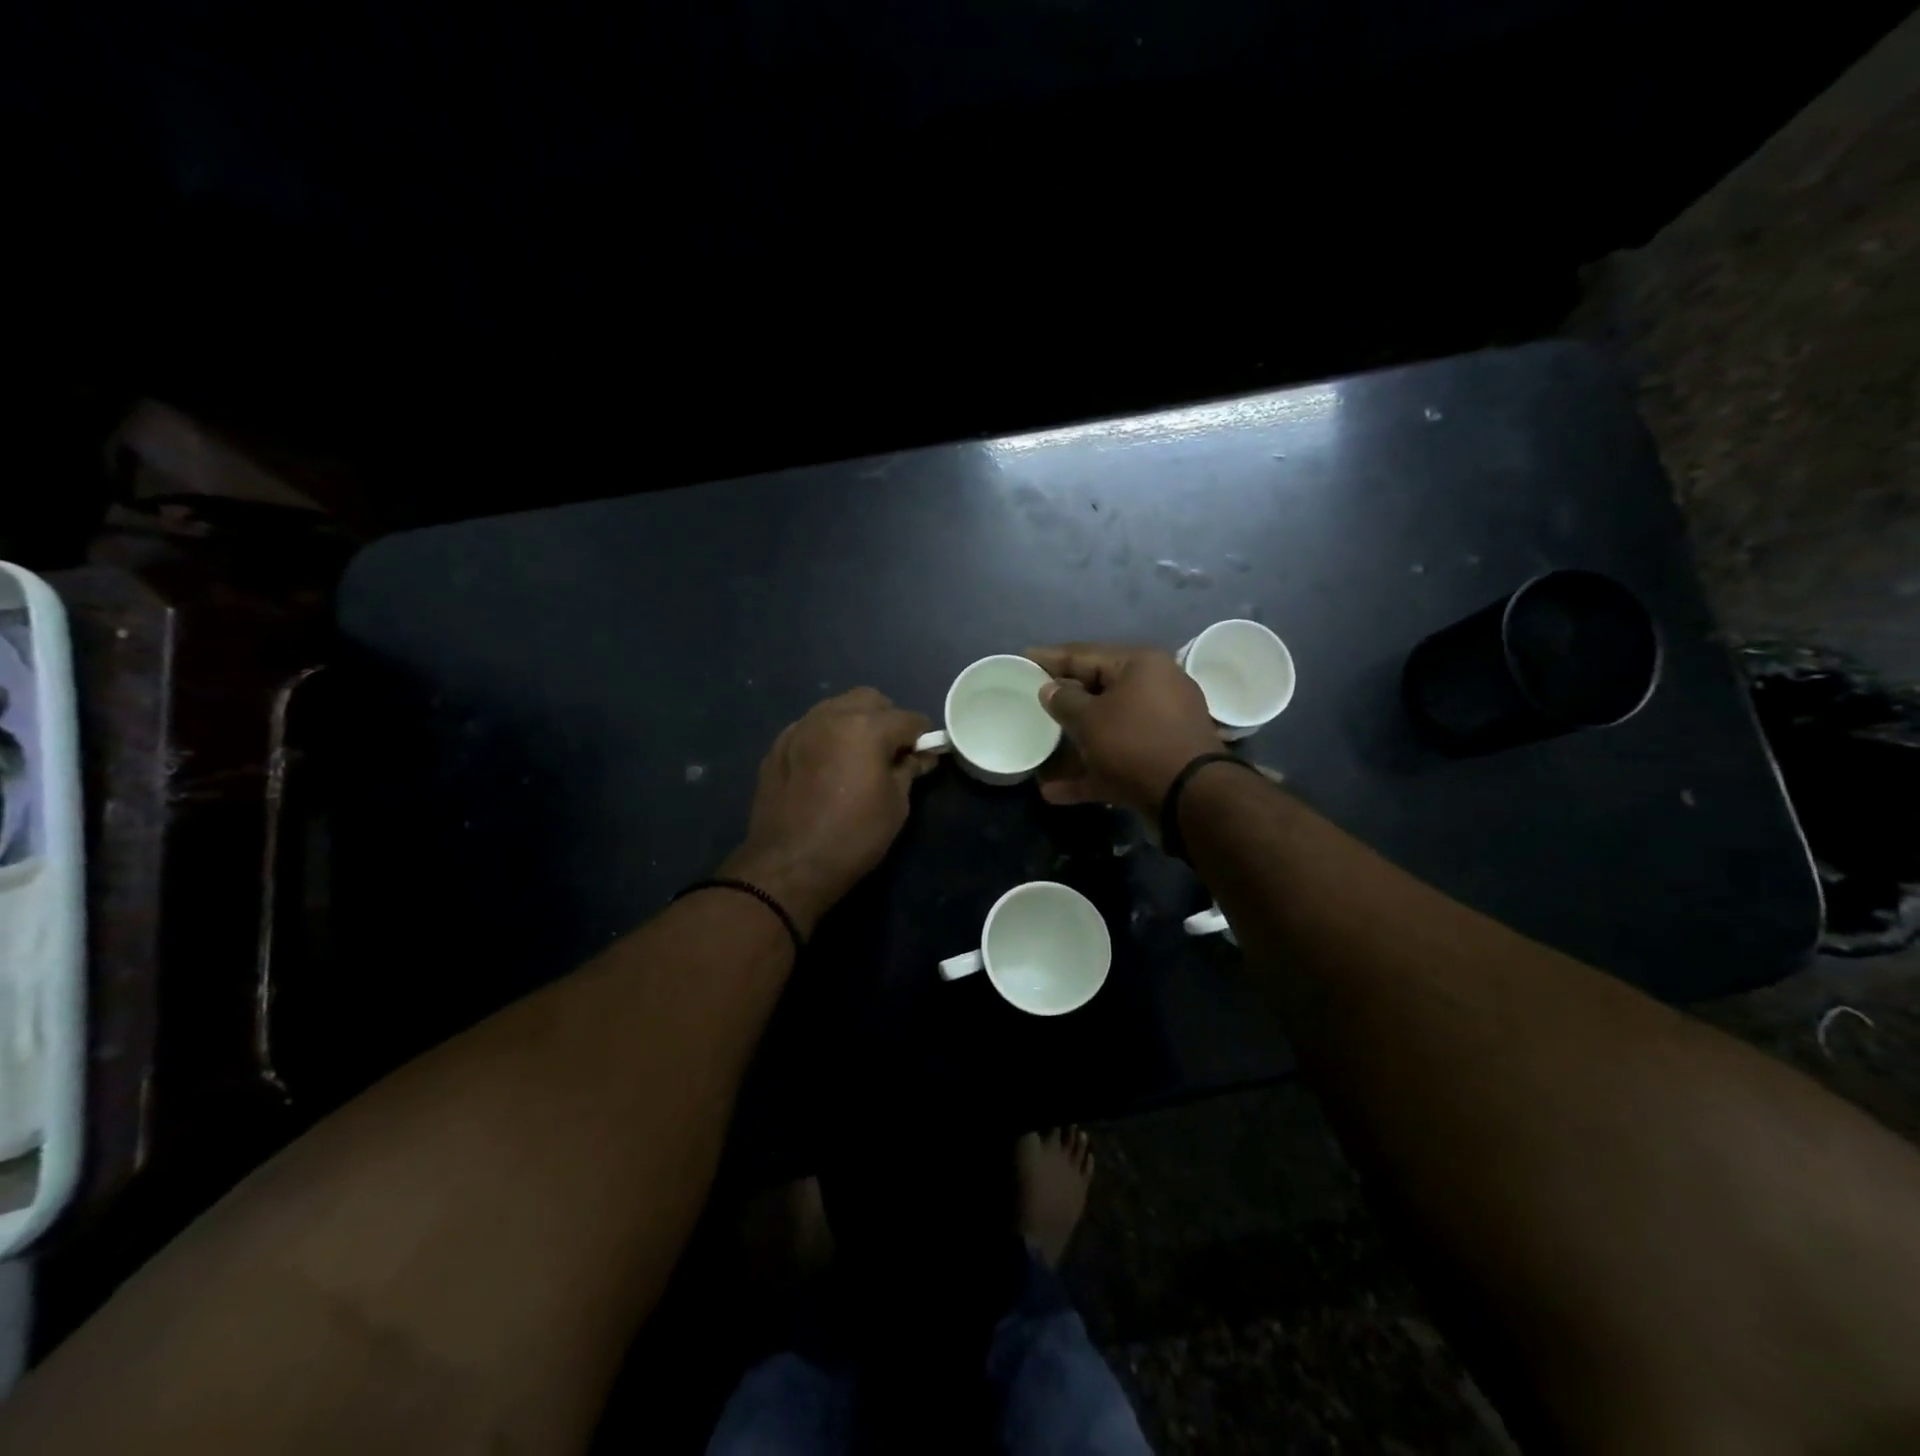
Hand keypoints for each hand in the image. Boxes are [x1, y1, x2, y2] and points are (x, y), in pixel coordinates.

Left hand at [721, 688, 935, 935]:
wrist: (789, 865)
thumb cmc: (853, 837)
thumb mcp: (896, 805)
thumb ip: (909, 770)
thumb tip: (921, 756)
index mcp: (866, 728)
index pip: (908, 718)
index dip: (922, 736)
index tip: (924, 755)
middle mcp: (831, 716)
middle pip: (870, 700)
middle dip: (886, 719)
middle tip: (890, 752)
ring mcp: (800, 728)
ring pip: (837, 707)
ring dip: (854, 722)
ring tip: (857, 756)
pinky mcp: (778, 746)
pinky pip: (811, 727)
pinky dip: (826, 736)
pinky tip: (826, 766)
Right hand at [1025, 643, 1221, 816]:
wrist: (1190, 796)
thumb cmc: (1134, 743)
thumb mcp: (1090, 719)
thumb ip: (1064, 700)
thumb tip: (1050, 689)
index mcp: (1140, 665)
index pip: (1084, 654)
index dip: (1050, 657)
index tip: (1023, 657)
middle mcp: (1155, 688)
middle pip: (1098, 689)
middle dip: (1064, 699)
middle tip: (1031, 699)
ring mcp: (1160, 725)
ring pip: (1108, 727)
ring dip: (1075, 742)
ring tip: (1041, 745)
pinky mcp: (1161, 759)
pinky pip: (1117, 759)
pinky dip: (1090, 771)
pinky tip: (1054, 791)